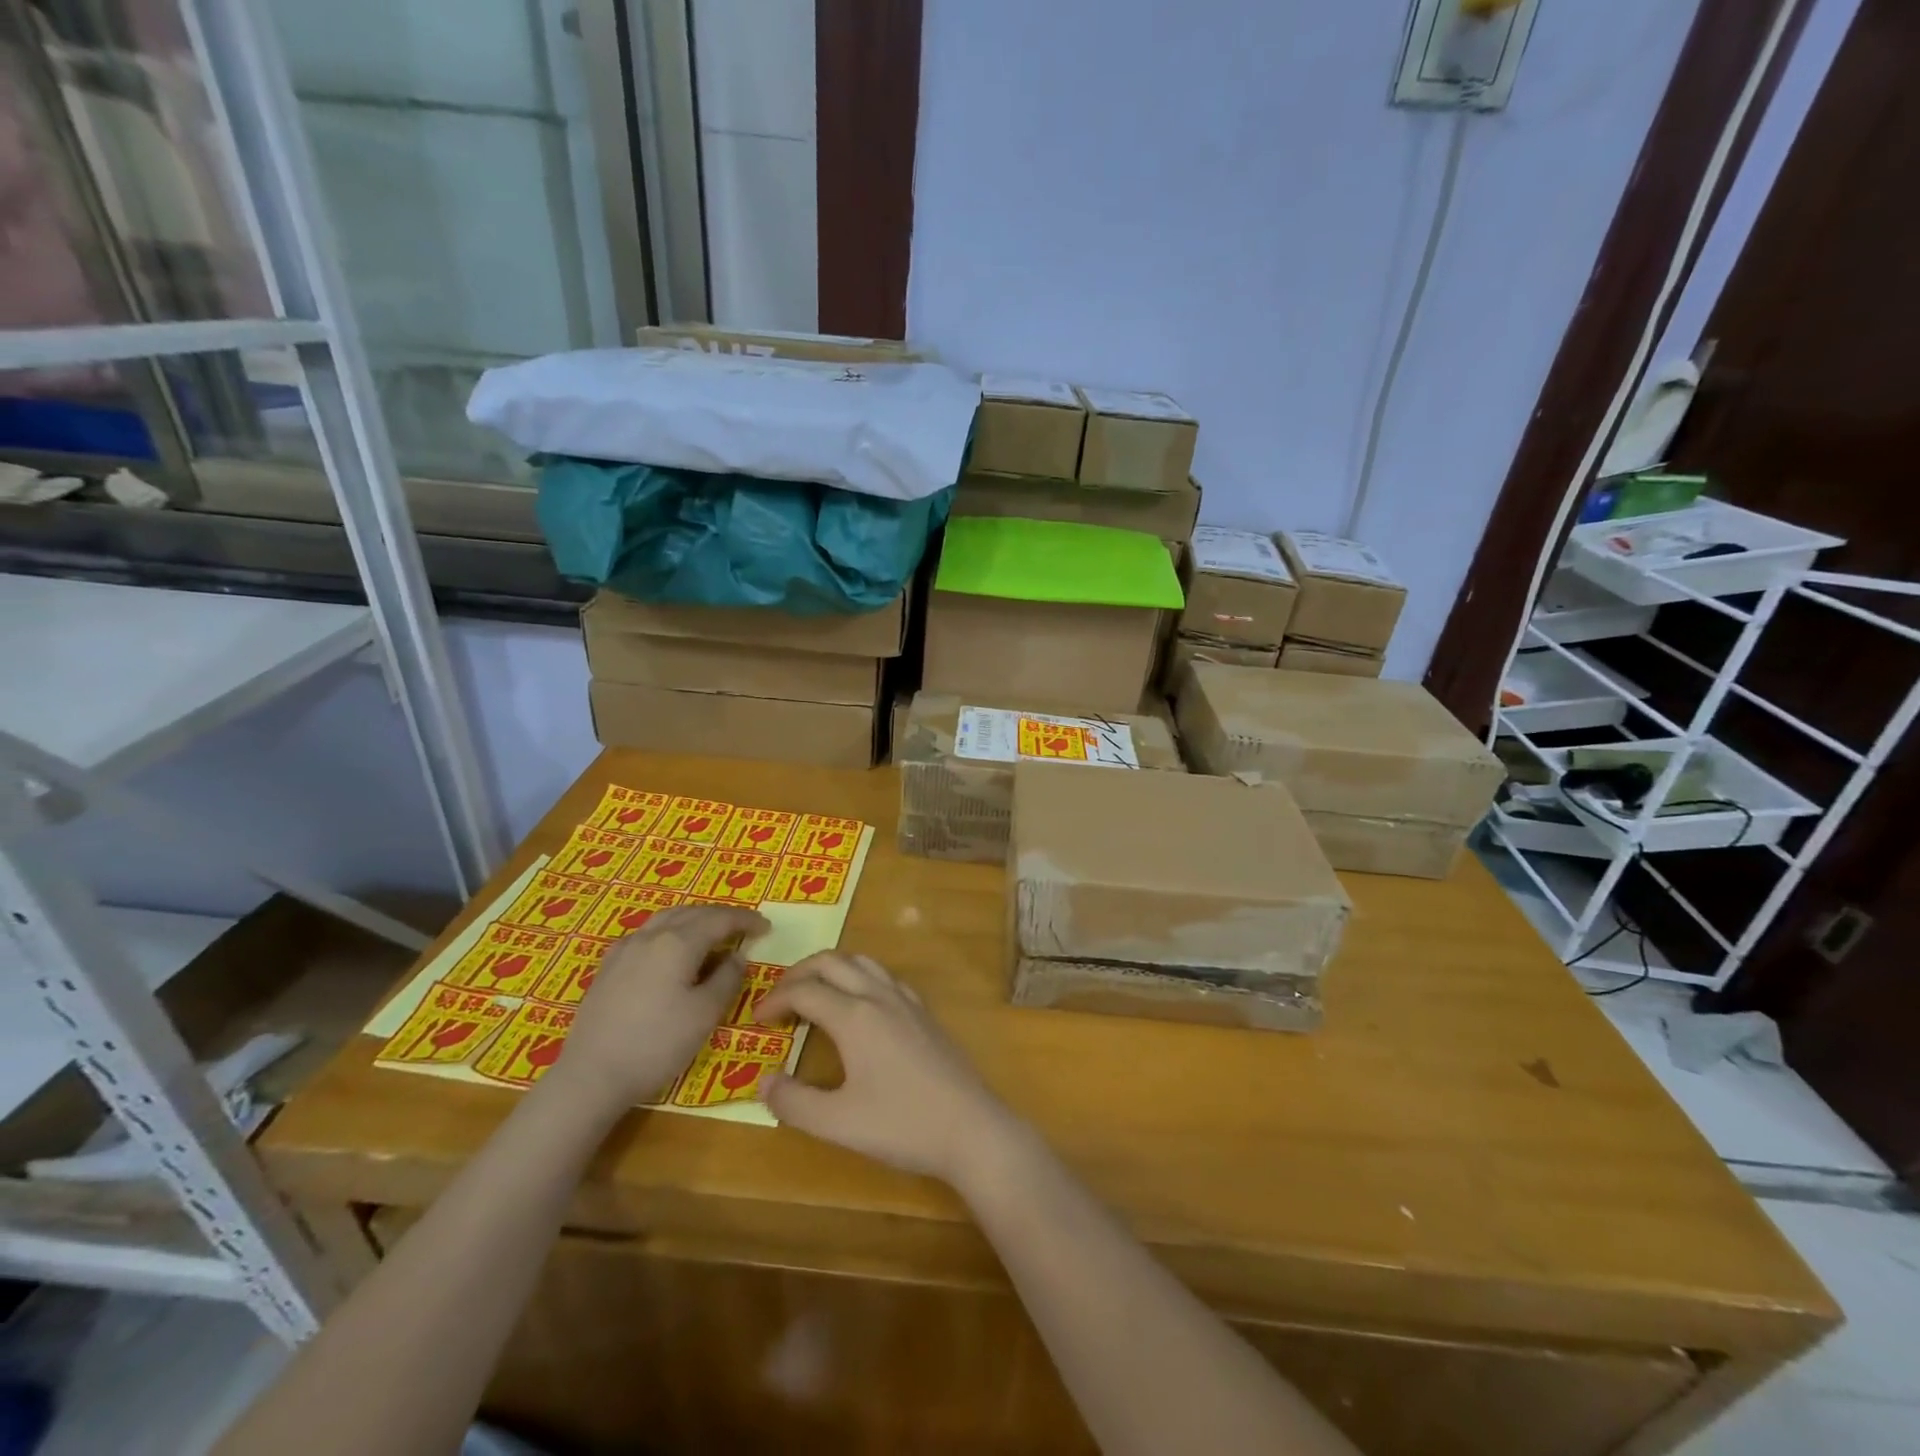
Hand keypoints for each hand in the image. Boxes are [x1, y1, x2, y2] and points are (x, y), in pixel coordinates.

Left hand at [548, 904, 768, 1116]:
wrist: (591, 1077)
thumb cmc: (656, 1045)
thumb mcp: (705, 1014)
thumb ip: (727, 979)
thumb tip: (738, 956)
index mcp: (678, 942)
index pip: (720, 919)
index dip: (746, 920)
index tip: (767, 927)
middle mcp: (651, 935)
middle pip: (693, 912)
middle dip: (721, 916)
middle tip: (744, 927)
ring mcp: (625, 949)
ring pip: (667, 918)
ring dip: (695, 919)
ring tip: (711, 932)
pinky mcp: (608, 966)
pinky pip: (647, 933)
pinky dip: (670, 931)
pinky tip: (671, 950)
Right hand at [756, 952, 1024, 1186]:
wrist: (970, 1128)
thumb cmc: (902, 1125)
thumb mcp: (837, 1123)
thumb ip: (794, 1103)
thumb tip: (763, 1082)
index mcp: (855, 1016)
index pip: (805, 991)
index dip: (775, 1000)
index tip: (756, 1020)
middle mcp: (879, 996)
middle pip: (832, 962)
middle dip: (799, 972)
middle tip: (778, 997)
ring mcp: (906, 1001)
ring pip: (862, 962)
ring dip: (831, 968)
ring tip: (813, 992)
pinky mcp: (924, 1013)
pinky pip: (884, 977)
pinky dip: (860, 977)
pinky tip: (859, 1004)